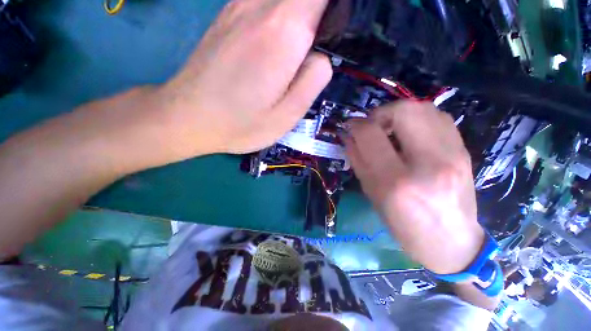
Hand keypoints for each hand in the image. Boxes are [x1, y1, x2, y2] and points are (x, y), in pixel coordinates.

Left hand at [159, 0, 332, 157]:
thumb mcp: (287, 115)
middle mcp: (261, 5)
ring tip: (295, 57)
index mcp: (283, 32)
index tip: (335, 34)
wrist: (188, 117)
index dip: (336, 9)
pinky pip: (266, 3)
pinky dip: (281, 16)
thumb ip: (313, 81)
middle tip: (315, 52)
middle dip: (319, 16)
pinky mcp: (228, 15)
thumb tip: (323, 56)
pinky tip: (276, 47)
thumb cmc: (241, 124)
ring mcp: (239, 5)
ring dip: (301, 17)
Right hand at [344, 101, 484, 273]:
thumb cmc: (403, 225)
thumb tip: (349, 135)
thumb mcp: (372, 194)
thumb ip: (358, 160)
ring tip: (389, 128)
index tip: (350, 127)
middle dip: (379, 113)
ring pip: (423, 108)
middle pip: (403, 111)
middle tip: (371, 126)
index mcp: (397, 181)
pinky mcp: (464, 151)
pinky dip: (417, 117)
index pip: (371, 135)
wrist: (452, 242)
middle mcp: (429, 162)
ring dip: (397, 113)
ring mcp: (453, 154)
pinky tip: (409, 133)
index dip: (356, 125)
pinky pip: (438, 117)